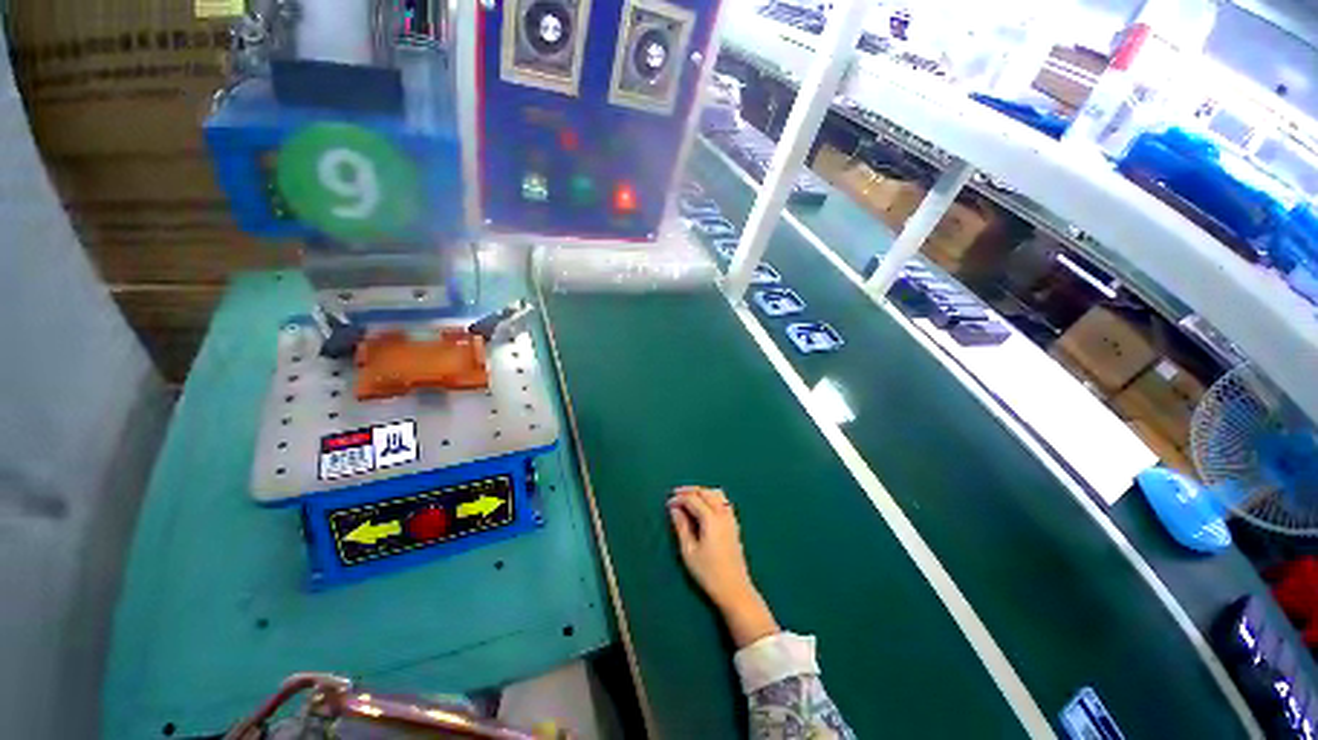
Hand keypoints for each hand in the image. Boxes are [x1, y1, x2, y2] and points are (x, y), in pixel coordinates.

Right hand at [668, 486, 778, 646]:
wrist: (735, 589)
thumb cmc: (708, 573)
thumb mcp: (689, 551)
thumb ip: (681, 526)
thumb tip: (674, 509)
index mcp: (711, 519)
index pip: (693, 499)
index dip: (679, 498)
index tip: (668, 503)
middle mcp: (723, 514)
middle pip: (706, 492)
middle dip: (690, 491)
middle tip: (676, 495)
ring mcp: (731, 518)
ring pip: (716, 494)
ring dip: (702, 492)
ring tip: (688, 498)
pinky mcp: (734, 524)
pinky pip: (723, 501)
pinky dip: (711, 497)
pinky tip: (704, 506)